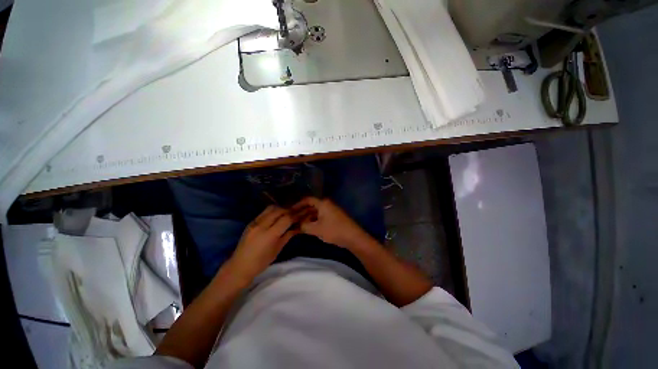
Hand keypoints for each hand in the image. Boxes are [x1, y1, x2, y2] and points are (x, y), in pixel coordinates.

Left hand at [227, 205, 297, 281]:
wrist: (239, 266)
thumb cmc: (261, 262)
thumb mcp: (278, 249)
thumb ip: (288, 235)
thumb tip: (299, 226)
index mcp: (269, 235)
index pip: (287, 219)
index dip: (297, 215)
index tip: (304, 213)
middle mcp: (262, 225)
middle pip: (280, 210)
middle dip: (290, 210)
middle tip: (298, 212)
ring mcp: (255, 222)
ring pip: (272, 208)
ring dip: (282, 209)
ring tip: (288, 213)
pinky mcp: (251, 222)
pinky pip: (265, 212)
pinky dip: (274, 211)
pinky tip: (278, 215)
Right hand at [292, 197, 373, 249]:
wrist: (353, 237)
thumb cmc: (334, 230)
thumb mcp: (316, 229)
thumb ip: (304, 226)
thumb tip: (296, 225)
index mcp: (323, 203)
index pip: (307, 199)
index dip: (298, 204)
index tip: (289, 211)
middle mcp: (327, 204)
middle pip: (311, 206)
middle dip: (301, 212)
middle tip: (292, 219)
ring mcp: (331, 211)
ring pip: (315, 212)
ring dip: (307, 217)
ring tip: (297, 224)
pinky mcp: (333, 217)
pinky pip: (320, 216)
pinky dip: (313, 220)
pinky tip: (308, 227)